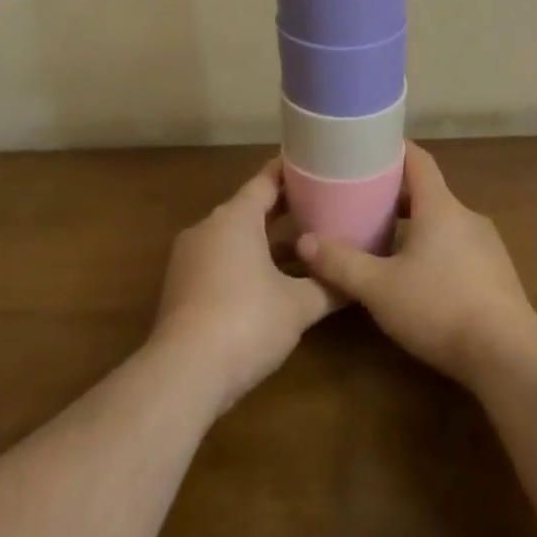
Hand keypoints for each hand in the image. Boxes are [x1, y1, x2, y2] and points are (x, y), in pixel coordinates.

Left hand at [153, 158, 336, 414]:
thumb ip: (328, 288)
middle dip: (283, 209)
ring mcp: (189, 257)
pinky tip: (270, 284)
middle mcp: (208, 227)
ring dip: (265, 241)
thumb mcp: (298, 306)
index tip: (313, 164)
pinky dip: (246, 264)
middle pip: (249, 209)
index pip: (265, 181)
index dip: (290, 173)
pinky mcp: (181, 287)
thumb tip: (355, 282)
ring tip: (302, 246)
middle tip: (319, 206)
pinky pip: (220, 261)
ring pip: (234, 238)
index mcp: (235, 217)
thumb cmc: (246, 322)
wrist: (183, 372)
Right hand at [296, 143, 536, 389]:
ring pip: (444, 223)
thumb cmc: (440, 307)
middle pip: (428, 192)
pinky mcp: (497, 275)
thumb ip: (341, 263)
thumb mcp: (379, 288)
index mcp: (440, 206)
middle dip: (395, 194)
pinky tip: (418, 279)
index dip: (393, 149)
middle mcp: (466, 217)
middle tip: (362, 201)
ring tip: (384, 241)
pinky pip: (459, 248)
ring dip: (415, 226)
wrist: (510, 356)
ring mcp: (487, 246)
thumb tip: (303, 241)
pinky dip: (435, 250)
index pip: (418, 160)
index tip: (368, 146)